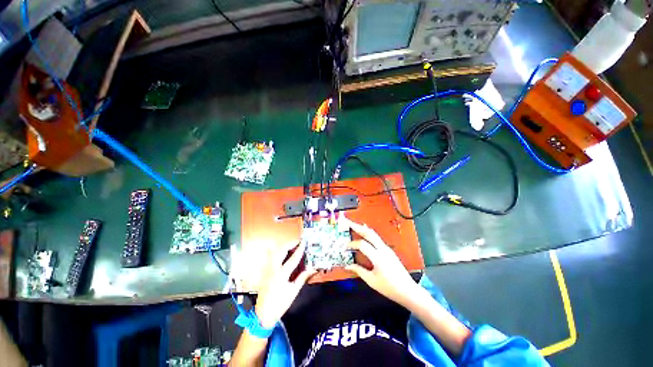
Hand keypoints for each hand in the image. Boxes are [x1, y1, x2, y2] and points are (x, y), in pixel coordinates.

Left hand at [255, 242, 315, 328]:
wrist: (263, 314)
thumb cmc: (280, 304)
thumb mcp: (293, 292)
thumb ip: (302, 278)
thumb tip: (313, 269)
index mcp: (282, 275)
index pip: (293, 258)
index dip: (299, 249)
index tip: (304, 242)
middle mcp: (273, 269)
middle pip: (281, 250)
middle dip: (289, 244)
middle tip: (297, 243)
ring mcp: (267, 269)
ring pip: (274, 252)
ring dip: (283, 247)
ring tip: (291, 246)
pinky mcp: (265, 271)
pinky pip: (270, 257)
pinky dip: (276, 252)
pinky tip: (282, 253)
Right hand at [344, 219, 419, 306]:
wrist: (408, 290)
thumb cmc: (390, 287)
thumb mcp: (372, 281)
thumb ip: (359, 271)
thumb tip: (348, 265)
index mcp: (378, 257)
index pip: (362, 244)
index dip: (352, 244)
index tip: (345, 248)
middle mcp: (383, 249)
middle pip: (369, 233)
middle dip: (357, 226)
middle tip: (347, 222)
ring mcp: (387, 248)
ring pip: (373, 234)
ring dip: (362, 228)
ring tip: (354, 224)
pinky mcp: (388, 250)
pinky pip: (377, 238)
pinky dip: (368, 233)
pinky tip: (364, 233)